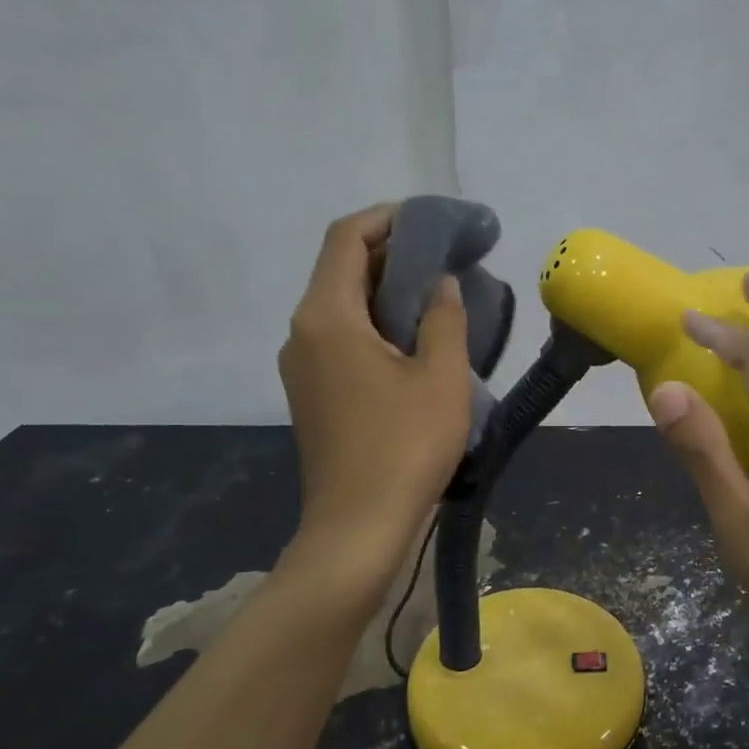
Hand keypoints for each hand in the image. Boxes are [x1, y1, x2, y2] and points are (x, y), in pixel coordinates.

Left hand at [278, 205, 469, 589]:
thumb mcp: (441, 377)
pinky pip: (341, 336)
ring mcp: (302, 365)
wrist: (357, 529)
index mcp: (326, 317)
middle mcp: (302, 332)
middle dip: (393, 255)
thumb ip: (443, 318)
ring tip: (438, 297)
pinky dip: (376, 323)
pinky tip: (415, 341)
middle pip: (342, 269)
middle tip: (446, 259)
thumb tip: (438, 283)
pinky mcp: (311, 393)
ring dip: (386, 291)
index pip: (346, 237)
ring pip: (342, 305)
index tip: (432, 221)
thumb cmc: (404, 447)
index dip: (388, 218)